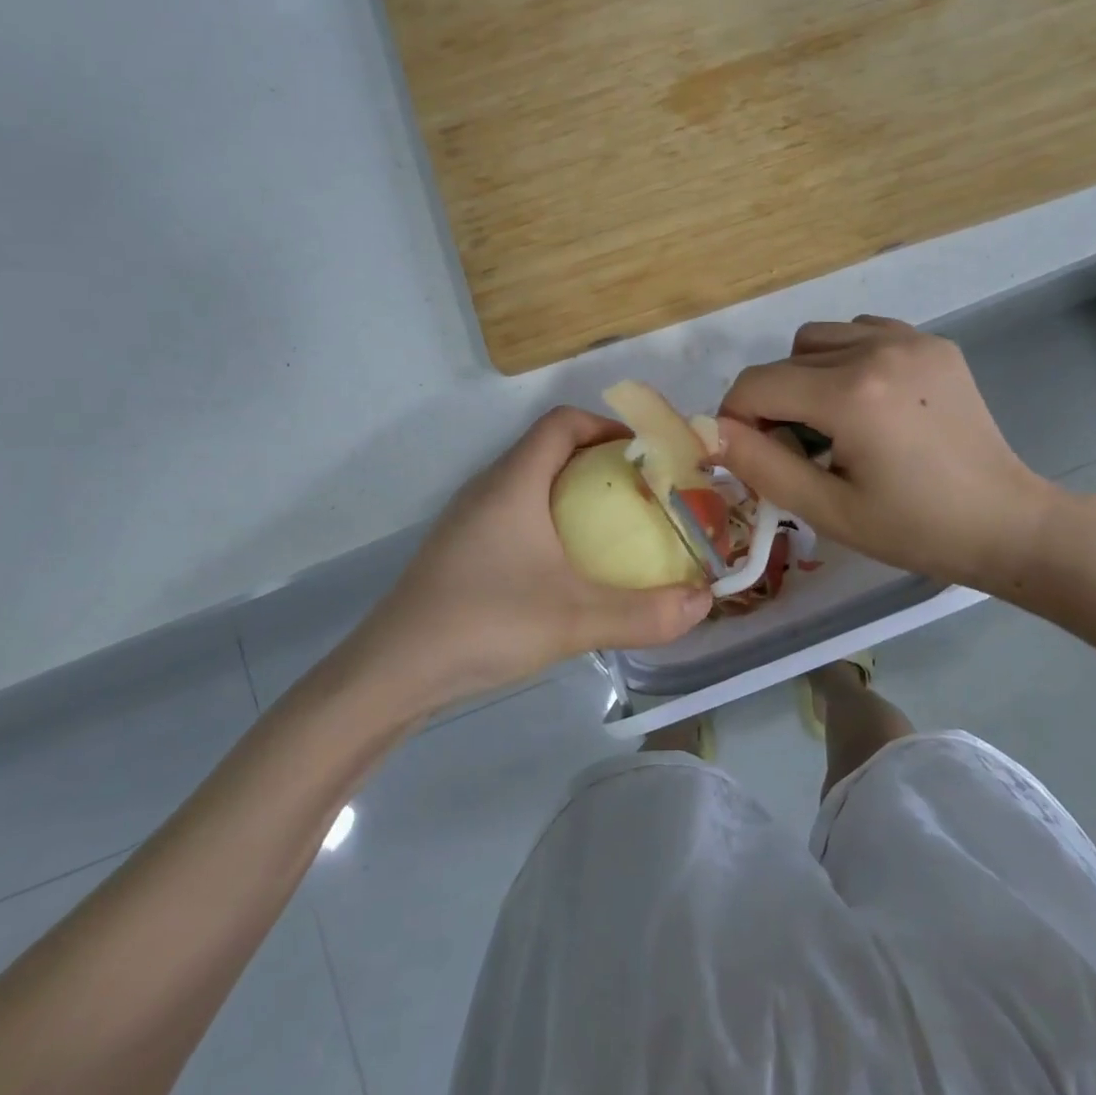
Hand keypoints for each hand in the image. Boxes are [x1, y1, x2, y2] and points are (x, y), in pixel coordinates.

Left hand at [349, 408, 713, 712]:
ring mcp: (470, 518)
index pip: (561, 422)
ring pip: (531, 481)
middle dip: (600, 461)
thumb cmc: (483, 623)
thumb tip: (703, 602)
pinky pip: (516, 511)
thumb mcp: (574, 620)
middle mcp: (489, 487)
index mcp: (514, 481)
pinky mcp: (462, 547)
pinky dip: (551, 519)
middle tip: (644, 494)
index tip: (646, 455)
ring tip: (617, 526)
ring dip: (575, 492)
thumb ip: (644, 613)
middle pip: (549, 448)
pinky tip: (568, 565)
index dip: (606, 426)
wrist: (392, 671)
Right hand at [717, 316, 1058, 597]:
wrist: (1007, 523)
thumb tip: (710, 431)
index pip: (756, 384)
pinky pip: (861, 331)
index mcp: (850, 395)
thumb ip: (760, 465)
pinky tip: (869, 400)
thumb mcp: (827, 510)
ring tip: (835, 421)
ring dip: (807, 374)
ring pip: (819, 337)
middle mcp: (876, 349)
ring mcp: (909, 339)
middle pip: (784, 360)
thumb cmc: (914, 529)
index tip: (754, 454)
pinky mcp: (932, 342)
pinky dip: (846, 357)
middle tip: (800, 451)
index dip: (738, 418)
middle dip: (774, 403)